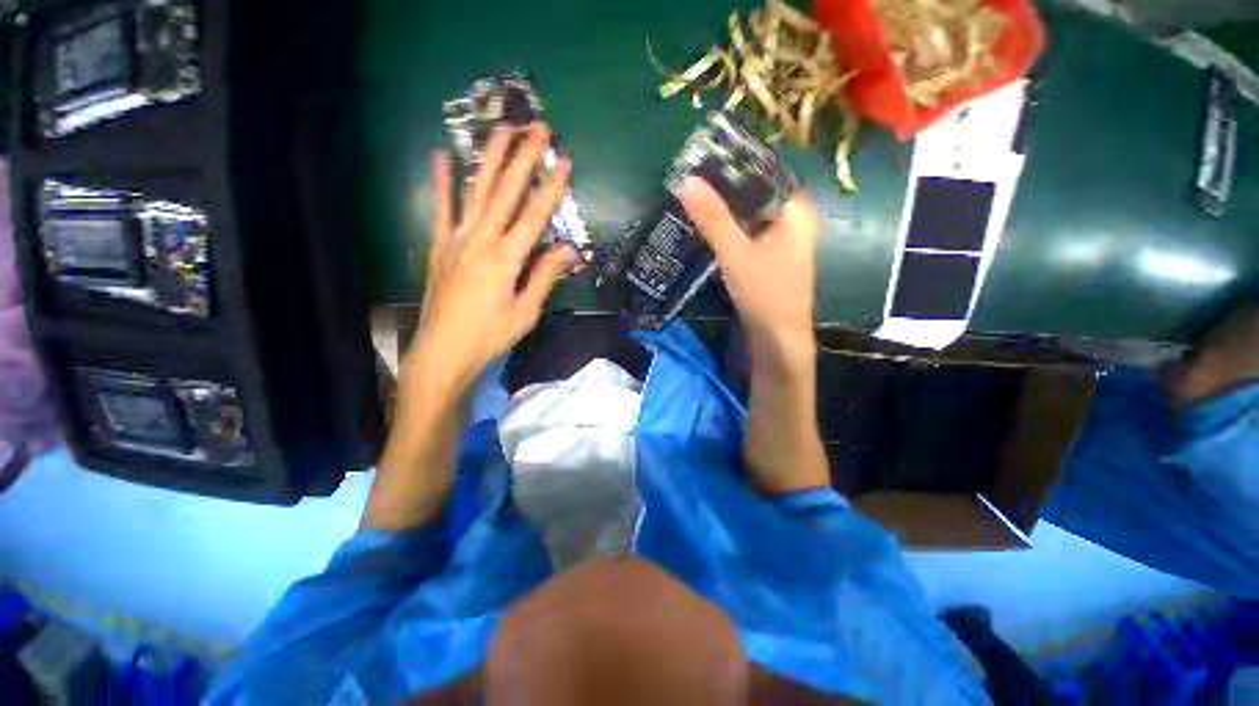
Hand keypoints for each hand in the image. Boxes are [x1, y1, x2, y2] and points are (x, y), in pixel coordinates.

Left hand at [407, 123, 577, 404]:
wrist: (443, 352)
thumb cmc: (490, 336)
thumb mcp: (526, 312)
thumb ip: (545, 276)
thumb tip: (569, 250)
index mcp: (506, 259)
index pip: (535, 216)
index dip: (551, 188)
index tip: (565, 162)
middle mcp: (481, 240)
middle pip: (506, 192)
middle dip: (524, 158)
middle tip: (538, 128)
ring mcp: (456, 239)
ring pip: (476, 191)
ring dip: (490, 158)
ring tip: (501, 129)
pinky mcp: (439, 245)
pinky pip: (440, 208)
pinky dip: (441, 182)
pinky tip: (441, 155)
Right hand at [678, 176, 818, 358]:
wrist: (779, 338)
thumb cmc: (765, 293)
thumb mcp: (736, 254)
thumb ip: (713, 219)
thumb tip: (686, 180)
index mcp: (795, 209)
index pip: (764, 171)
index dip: (733, 164)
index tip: (702, 159)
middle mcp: (793, 218)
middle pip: (755, 192)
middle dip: (725, 187)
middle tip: (692, 179)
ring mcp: (782, 238)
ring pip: (750, 213)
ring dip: (725, 208)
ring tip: (695, 197)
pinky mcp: (770, 255)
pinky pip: (748, 231)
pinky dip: (730, 228)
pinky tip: (709, 226)